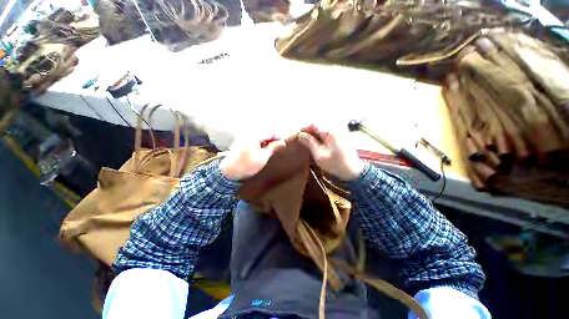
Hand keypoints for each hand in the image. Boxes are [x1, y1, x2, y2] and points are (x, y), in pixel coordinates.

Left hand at [220, 137, 285, 179]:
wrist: (229, 172)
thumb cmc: (246, 165)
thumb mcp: (263, 158)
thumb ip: (273, 148)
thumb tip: (282, 143)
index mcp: (254, 135)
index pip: (270, 131)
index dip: (279, 137)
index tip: (283, 145)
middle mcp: (249, 132)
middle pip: (265, 132)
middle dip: (273, 139)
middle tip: (277, 147)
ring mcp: (244, 135)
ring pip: (261, 135)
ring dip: (267, 141)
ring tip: (270, 150)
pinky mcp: (242, 140)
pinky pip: (255, 138)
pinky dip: (261, 142)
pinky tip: (262, 150)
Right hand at [298, 124, 363, 180]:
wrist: (353, 171)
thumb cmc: (336, 164)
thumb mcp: (320, 155)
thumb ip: (310, 143)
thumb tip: (300, 135)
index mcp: (331, 132)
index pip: (314, 124)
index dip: (304, 127)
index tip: (297, 134)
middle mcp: (335, 128)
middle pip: (318, 125)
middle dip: (308, 131)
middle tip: (301, 139)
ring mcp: (338, 132)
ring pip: (322, 129)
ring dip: (313, 133)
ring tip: (306, 141)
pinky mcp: (339, 136)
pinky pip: (326, 133)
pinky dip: (319, 136)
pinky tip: (315, 143)